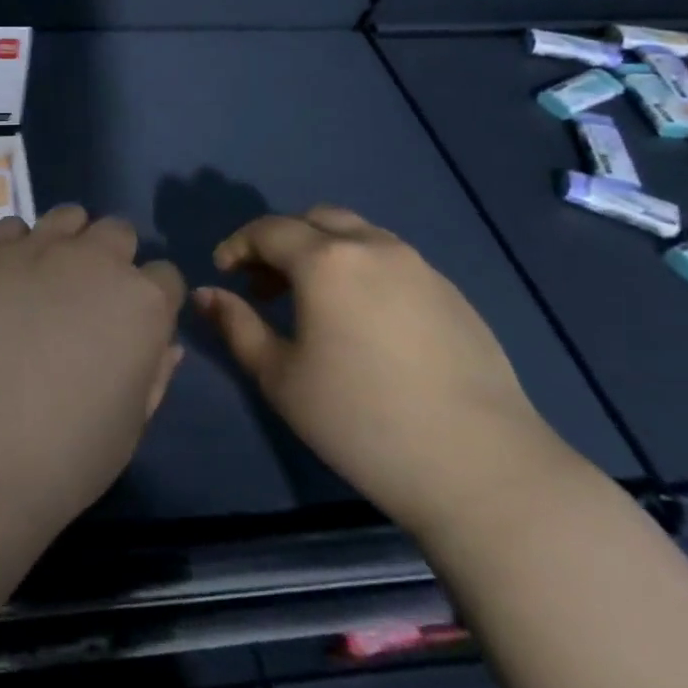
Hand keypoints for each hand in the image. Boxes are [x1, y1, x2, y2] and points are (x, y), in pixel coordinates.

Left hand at [0, 205, 185, 535]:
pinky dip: (16, 245)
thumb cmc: (69, 453)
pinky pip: (12, 226)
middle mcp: (98, 260)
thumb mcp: (132, 424)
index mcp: (145, 303)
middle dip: (113, 259)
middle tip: (89, 298)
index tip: (134, 324)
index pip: (166, 277)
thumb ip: (155, 373)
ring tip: (49, 277)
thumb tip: (165, 343)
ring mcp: (40, 249)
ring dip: (68, 240)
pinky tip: (7, 280)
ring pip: (68, 216)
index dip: (153, 301)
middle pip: (119, 233)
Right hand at [194, 206, 572, 540]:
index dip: (237, 245)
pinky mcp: (452, 293)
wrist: (481, 468)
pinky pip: (392, 260)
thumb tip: (206, 294)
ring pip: (358, 234)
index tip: (223, 272)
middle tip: (264, 284)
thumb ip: (237, 326)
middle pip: (314, 219)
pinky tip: (362, 320)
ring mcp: (420, 267)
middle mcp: (373, 247)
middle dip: (281, 241)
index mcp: (326, 260)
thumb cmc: (361, 421)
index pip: (268, 230)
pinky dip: (361, 269)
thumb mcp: (280, 377)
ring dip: (323, 252)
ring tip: (312, 301)